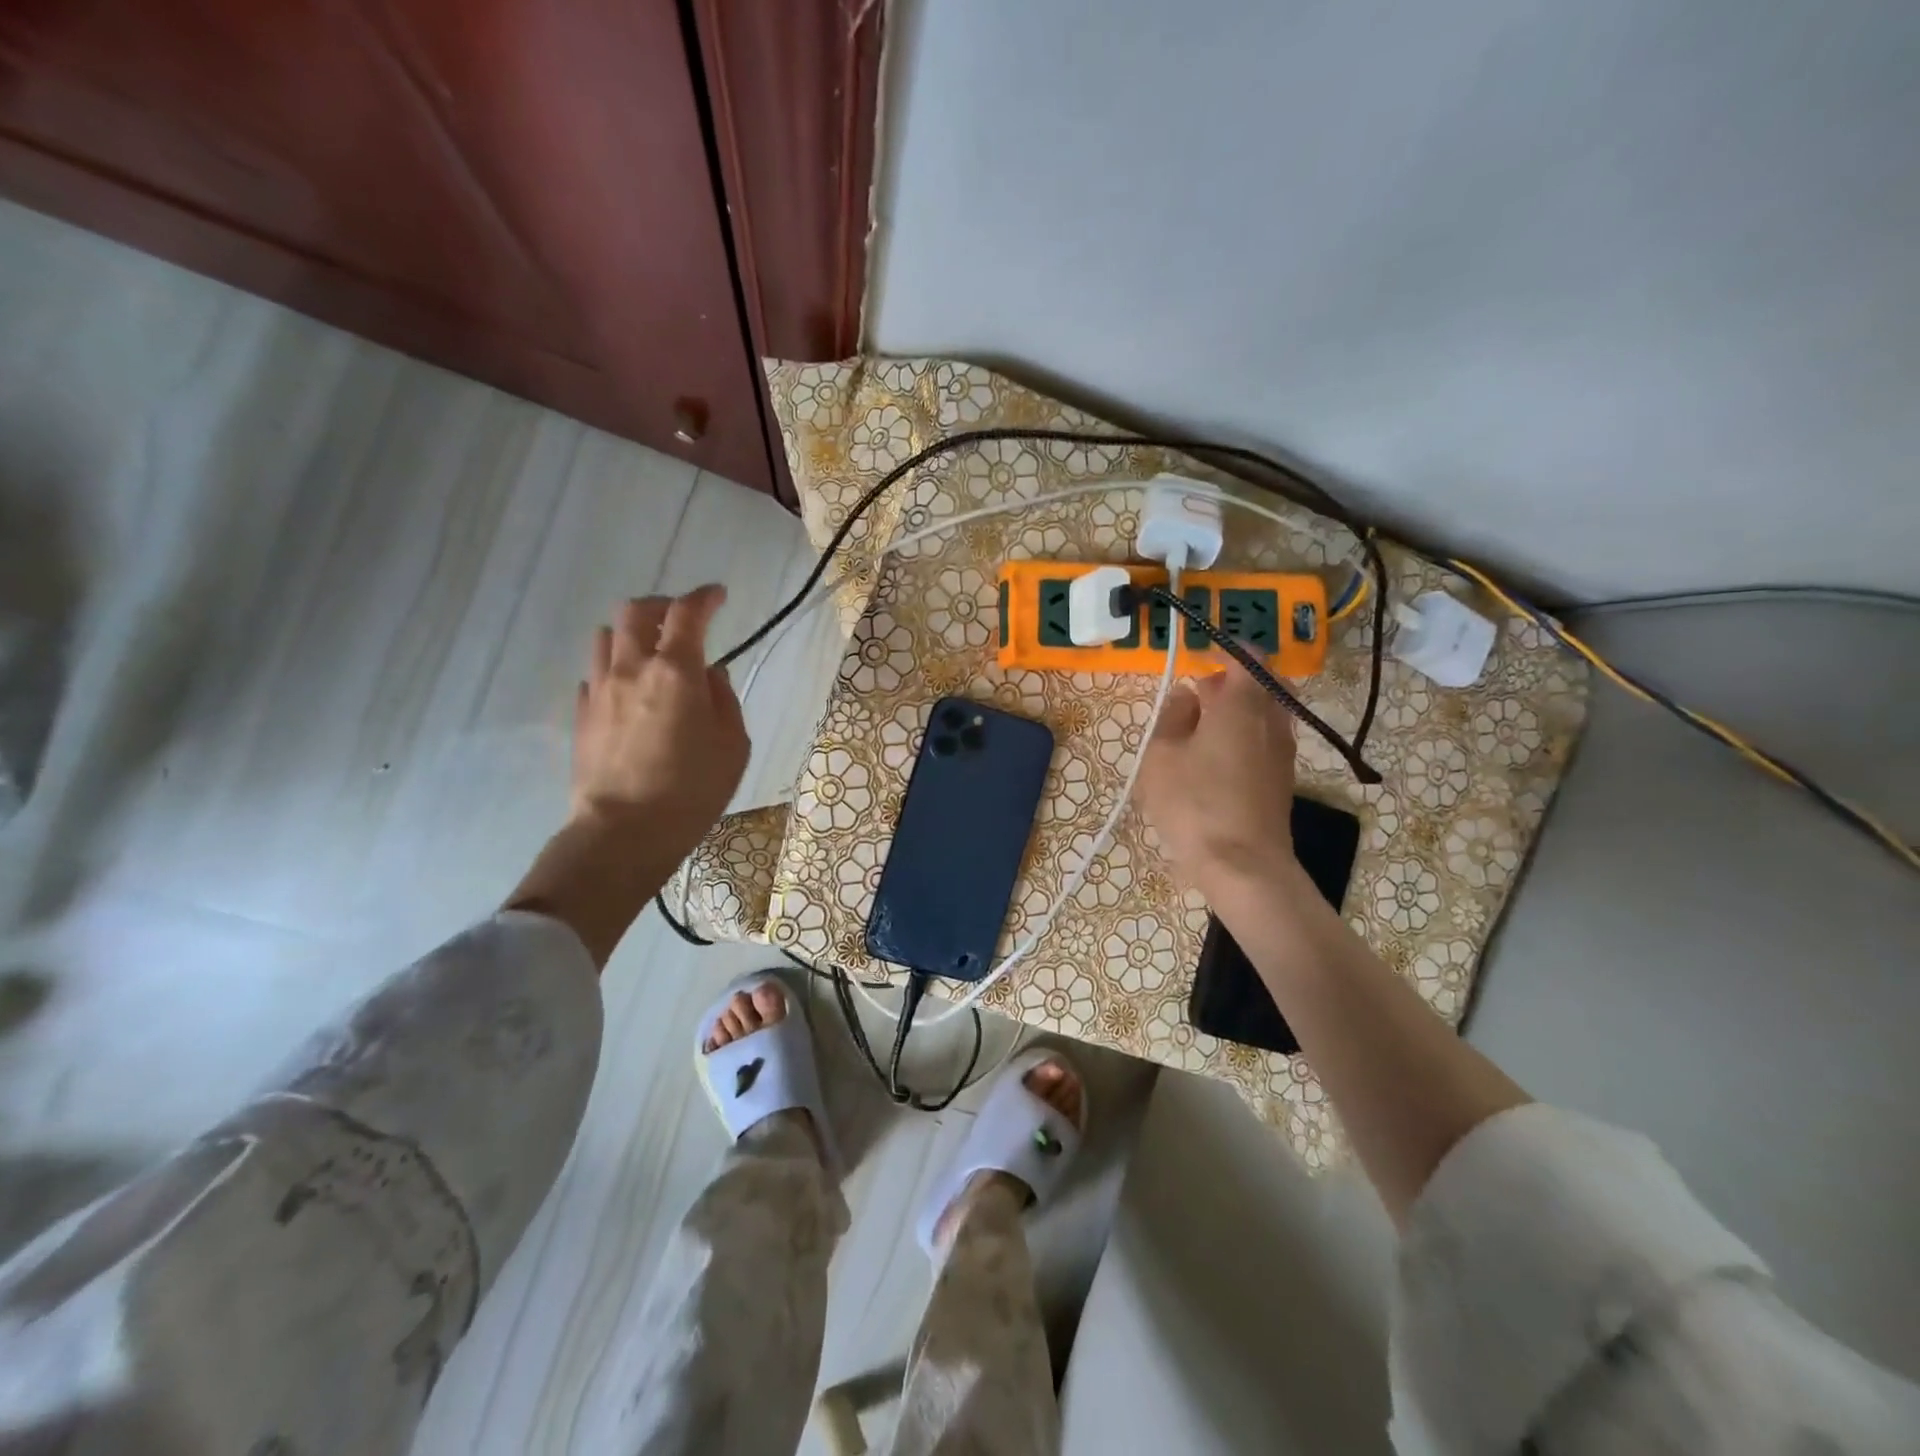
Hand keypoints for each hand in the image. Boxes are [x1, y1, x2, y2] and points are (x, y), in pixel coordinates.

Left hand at [572, 585, 748, 862]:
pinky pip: (594, 673)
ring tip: (650, 652)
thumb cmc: (692, 790)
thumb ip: (724, 700)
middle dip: (662, 606)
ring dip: (631, 634)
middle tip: (681, 620)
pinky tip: (628, 690)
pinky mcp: (581, 714)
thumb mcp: (733, 746)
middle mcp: (632, 668)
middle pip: (636, 611)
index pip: (688, 613)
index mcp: (676, 672)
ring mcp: (599, 689)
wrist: (624, 831)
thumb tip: (711, 675)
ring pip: (606, 636)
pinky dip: (614, 668)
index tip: (718, 596)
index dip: (705, 597)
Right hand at [1136, 666, 1299, 898]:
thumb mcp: (1161, 756)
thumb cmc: (1195, 803)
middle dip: (1232, 680)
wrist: (1243, 865)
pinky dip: (1245, 734)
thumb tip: (1186, 697)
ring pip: (1266, 713)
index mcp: (1242, 704)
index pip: (1246, 658)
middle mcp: (1272, 720)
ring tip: (1202, 727)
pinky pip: (1266, 739)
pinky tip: (1216, 757)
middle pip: (1263, 683)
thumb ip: (1171, 717)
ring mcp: (1282, 752)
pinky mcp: (1282, 779)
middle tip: (1200, 692)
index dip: (1223, 651)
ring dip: (1239, 709)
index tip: (1198, 658)